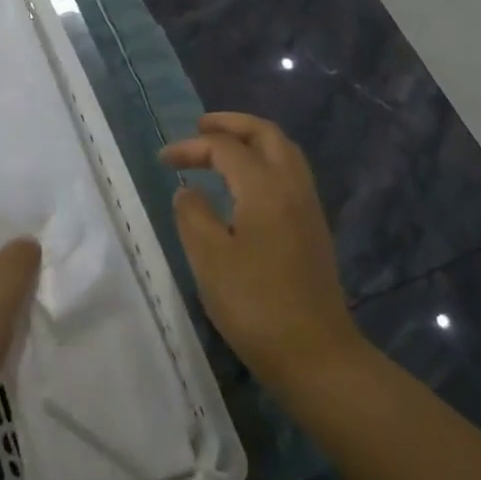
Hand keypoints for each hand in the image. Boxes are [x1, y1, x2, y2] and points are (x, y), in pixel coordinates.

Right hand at [161, 113, 359, 395]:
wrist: (316, 355)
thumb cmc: (255, 305)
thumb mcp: (209, 258)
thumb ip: (192, 214)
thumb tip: (189, 190)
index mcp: (265, 188)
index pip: (225, 148)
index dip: (192, 147)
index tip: (163, 160)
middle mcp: (292, 186)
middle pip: (266, 134)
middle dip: (231, 124)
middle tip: (200, 127)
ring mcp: (308, 207)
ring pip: (284, 152)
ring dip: (251, 140)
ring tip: (221, 148)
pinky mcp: (313, 228)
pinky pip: (290, 173)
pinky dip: (265, 161)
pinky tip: (245, 183)